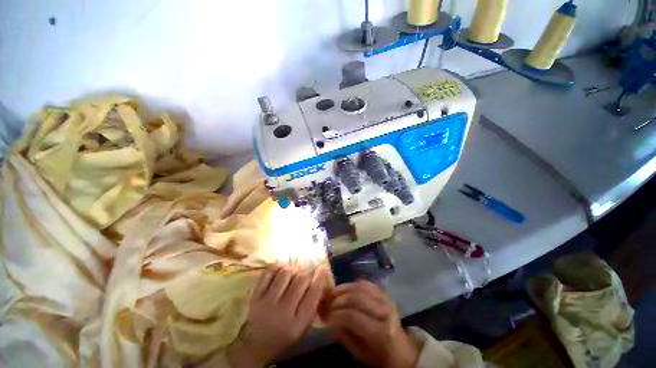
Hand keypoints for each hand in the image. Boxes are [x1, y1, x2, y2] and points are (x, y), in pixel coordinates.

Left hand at [227, 264, 327, 366]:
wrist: (257, 343)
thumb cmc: (285, 333)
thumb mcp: (303, 325)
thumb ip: (313, 303)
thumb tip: (320, 276)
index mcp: (298, 324)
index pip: (313, 294)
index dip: (319, 278)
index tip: (322, 268)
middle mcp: (283, 313)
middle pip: (300, 281)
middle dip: (306, 273)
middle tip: (305, 273)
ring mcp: (267, 303)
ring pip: (285, 273)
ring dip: (293, 269)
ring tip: (294, 271)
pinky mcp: (255, 296)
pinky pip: (268, 273)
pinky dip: (278, 266)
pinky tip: (282, 268)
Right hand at [326, 280, 420, 367]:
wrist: (402, 349)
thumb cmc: (380, 356)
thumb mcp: (361, 354)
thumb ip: (344, 336)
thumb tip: (328, 321)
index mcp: (381, 331)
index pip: (354, 316)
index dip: (337, 314)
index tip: (325, 316)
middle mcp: (385, 311)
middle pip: (357, 298)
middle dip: (338, 299)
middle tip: (327, 303)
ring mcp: (385, 299)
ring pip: (360, 287)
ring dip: (344, 288)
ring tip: (332, 293)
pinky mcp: (384, 293)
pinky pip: (366, 283)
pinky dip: (353, 284)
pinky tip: (344, 288)